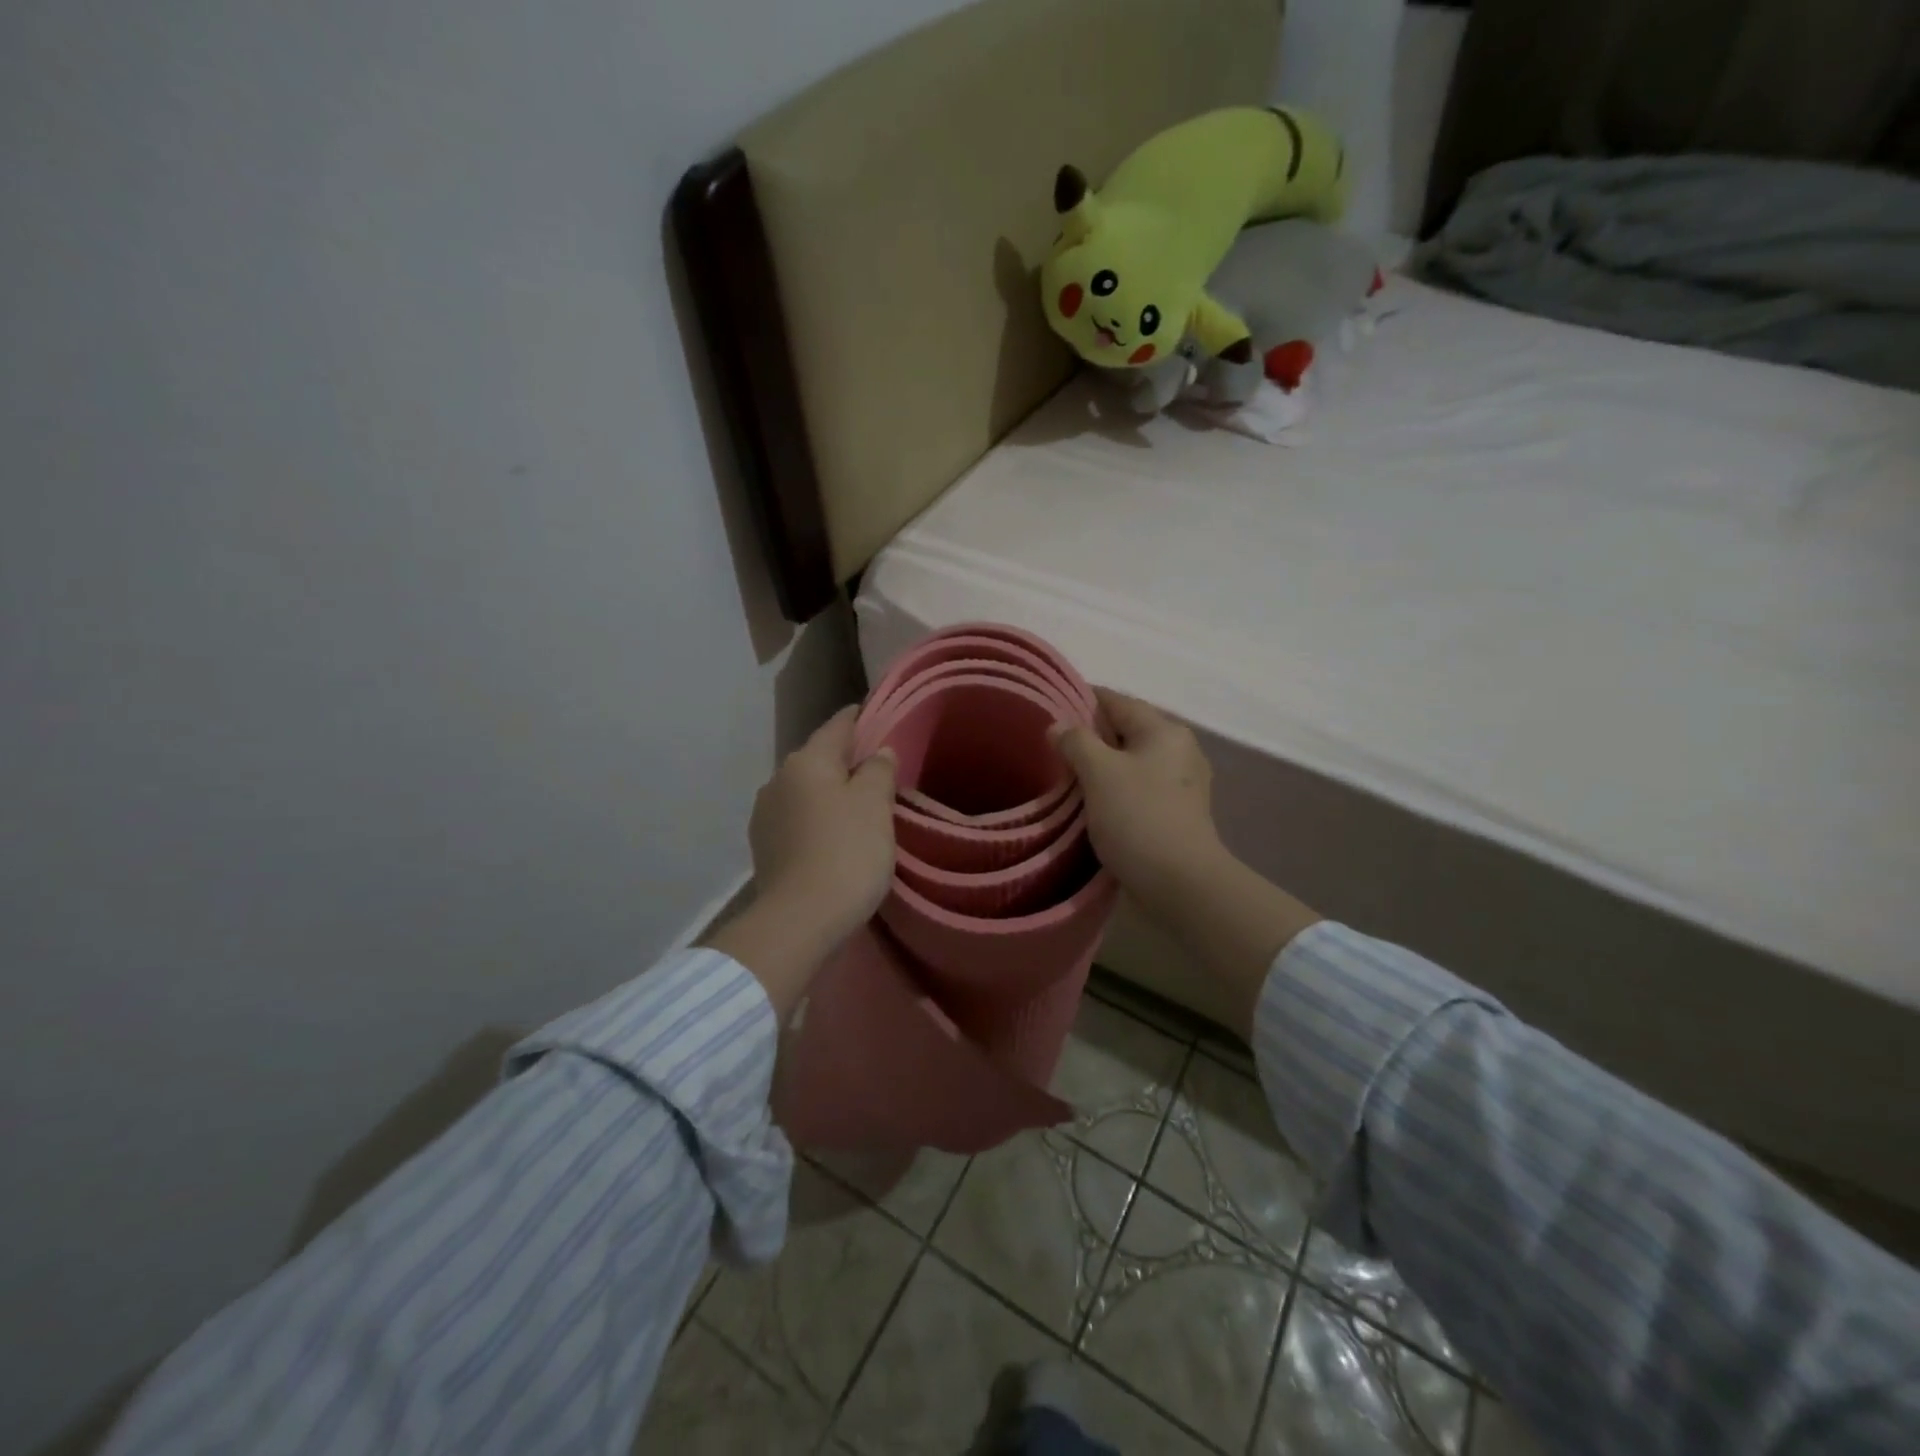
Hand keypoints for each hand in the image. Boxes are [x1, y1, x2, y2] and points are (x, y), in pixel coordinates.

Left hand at [745, 705, 896, 949]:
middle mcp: (778, 779)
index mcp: (806, 761)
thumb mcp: (875, 806)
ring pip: (806, 790)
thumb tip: (878, 752)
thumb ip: (878, 770)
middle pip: (819, 759)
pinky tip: (833, 835)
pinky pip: (797, 819)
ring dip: (829, 793)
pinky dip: (816, 819)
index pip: (838, 725)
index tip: (879, 715)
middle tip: (879, 770)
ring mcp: (766, 814)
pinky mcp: (764, 846)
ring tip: (858, 806)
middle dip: (846, 761)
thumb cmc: (847, 852)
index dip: (861, 718)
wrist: (800, 920)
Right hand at [1052, 689, 1318, 1038]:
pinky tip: (1095, 802)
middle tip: (1053, 748)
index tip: (1049, 709)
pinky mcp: (1179, 811)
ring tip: (1068, 776)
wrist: (1181, 884)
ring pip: (1132, 760)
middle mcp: (1180, 748)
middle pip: (1126, 730)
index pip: (1117, 700)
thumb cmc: (1138, 817)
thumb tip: (1058, 726)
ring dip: (1102, 765)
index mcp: (1164, 730)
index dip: (1081, 700)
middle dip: (1090, 736)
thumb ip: (1076, 741)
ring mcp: (1183, 782)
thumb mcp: (1099, 772)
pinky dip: (1117, 788)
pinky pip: (1140, 786)